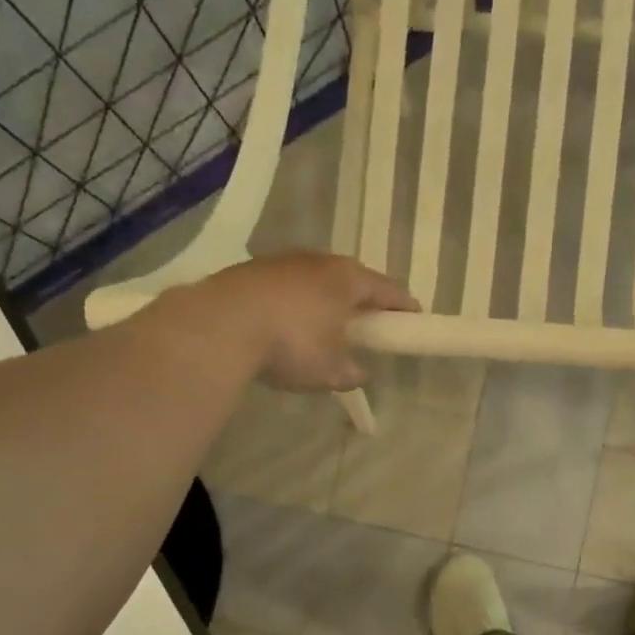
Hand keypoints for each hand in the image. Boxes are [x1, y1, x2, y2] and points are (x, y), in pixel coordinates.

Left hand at [203, 253, 417, 391]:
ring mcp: (282, 261)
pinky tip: (286, 323)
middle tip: (368, 321)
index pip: (388, 289)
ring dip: (325, 299)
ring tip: (324, 324)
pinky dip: (295, 301)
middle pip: (351, 278)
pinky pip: (286, 285)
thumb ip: (351, 372)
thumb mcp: (329, 371)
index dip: (403, 305)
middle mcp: (318, 261)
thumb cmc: (291, 345)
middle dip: (362, 299)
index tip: (413, 317)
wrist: (220, 326)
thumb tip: (359, 372)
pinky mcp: (251, 270)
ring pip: (315, 279)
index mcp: (347, 279)